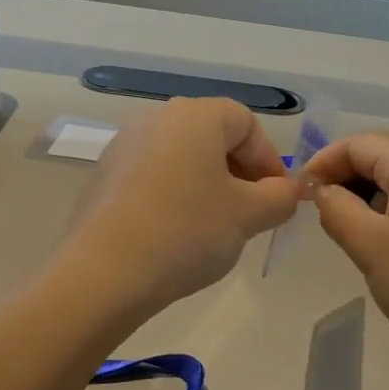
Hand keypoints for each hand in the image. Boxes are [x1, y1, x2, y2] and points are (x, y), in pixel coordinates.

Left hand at [62, 98, 299, 312]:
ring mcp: (125, 145)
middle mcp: (157, 118)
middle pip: (213, 137)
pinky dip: (175, 195)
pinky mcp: (104, 175)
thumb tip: (285, 192)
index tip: (278, 198)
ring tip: (215, 226)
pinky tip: (176, 233)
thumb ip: (280, 197)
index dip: (269, 160)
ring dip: (208, 185)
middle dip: (240, 172)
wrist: (103, 273)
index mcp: (196, 116)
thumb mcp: (249, 216)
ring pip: (183, 157)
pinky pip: (154, 176)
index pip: (247, 123)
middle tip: (252, 213)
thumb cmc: (187, 232)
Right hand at [304, 133, 388, 359]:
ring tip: (350, 230)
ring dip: (370, 196)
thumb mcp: (368, 244)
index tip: (299, 195)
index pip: (358, 144)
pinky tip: (386, 240)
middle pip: (382, 155)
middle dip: (346, 179)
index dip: (322, 164)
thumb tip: (320, 189)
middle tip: (321, 214)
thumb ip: (335, 208)